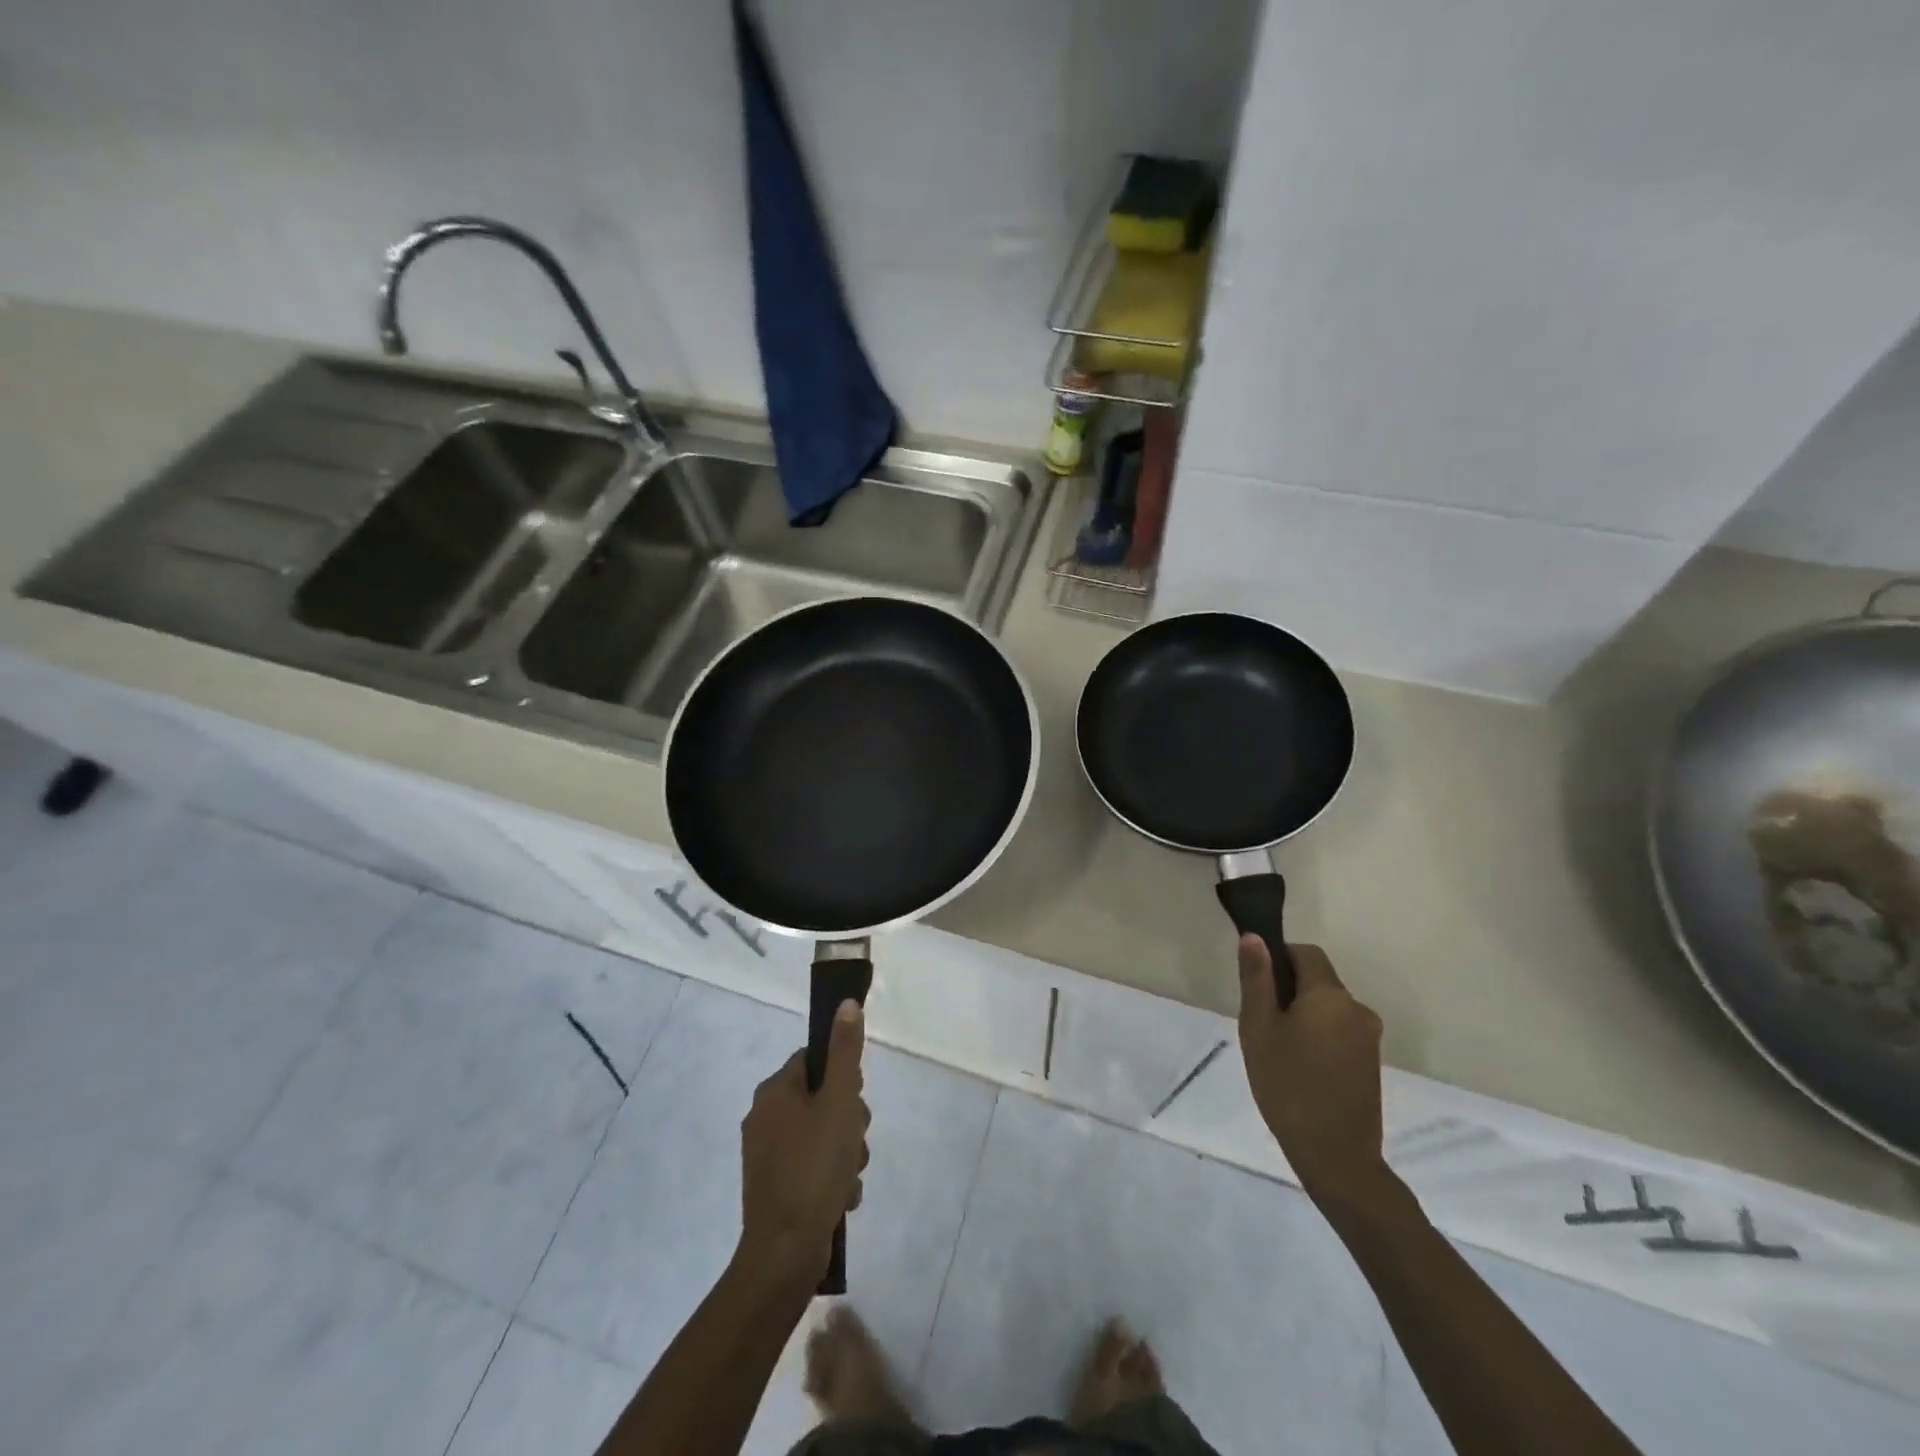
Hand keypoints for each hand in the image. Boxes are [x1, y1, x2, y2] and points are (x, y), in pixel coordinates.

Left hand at [737, 1001, 869, 1288]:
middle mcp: (764, 1116)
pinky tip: (841, 1198)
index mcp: (774, 1091)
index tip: (856, 1101)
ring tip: (849, 1177)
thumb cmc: (814, 1168)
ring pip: (822, 1134)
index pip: (816, 1060)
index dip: (844, 1077)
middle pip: (823, 1098)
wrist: (784, 1254)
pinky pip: (812, 1166)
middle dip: (849, 1121)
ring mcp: (766, 1154)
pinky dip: (831, 1177)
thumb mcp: (839, 1102)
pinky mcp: (774, 1187)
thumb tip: (845, 1003)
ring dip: (845, 1152)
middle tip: (855, 1142)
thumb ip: (846, 1052)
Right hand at [1237, 937, 1385, 1203]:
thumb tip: (1255, 938)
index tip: (1257, 987)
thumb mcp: (1258, 1027)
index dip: (1278, 958)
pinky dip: (1319, 1035)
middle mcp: (1357, 1008)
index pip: (1305, 953)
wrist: (1336, 1156)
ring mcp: (1368, 1037)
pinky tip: (1300, 1067)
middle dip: (1288, 990)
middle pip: (1318, 979)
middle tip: (1261, 1024)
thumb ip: (1257, 979)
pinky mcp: (1371, 1062)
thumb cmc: (1288, 1085)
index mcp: (1330, 994)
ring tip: (1278, 1050)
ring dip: (1304, 1015)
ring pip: (1328, 1007)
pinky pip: (1339, 1030)